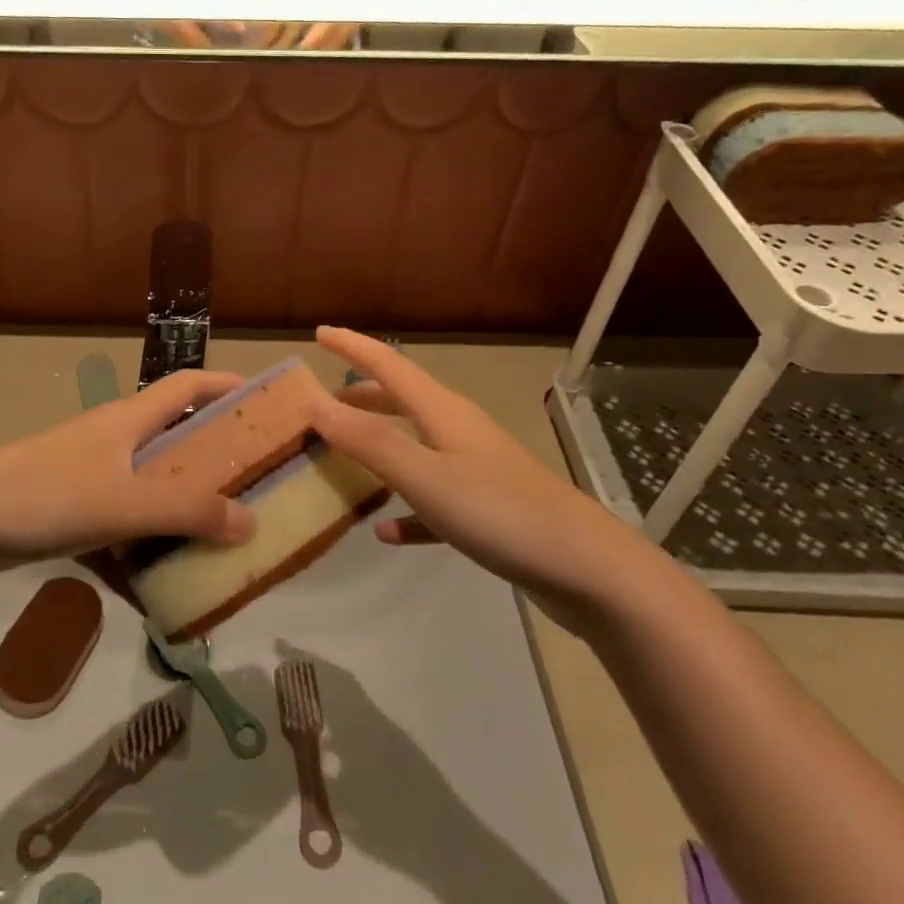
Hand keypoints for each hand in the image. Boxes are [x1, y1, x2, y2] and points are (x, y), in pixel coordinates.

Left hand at [0, 369, 255, 584]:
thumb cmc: (44, 496)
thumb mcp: (124, 501)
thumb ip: (188, 511)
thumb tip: (252, 523)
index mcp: (130, 420)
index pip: (190, 385)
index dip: (230, 386)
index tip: (270, 406)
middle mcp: (113, 441)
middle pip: (176, 439)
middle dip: (216, 461)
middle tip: (257, 490)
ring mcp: (88, 478)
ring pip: (149, 489)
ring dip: (180, 512)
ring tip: (219, 544)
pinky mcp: (67, 514)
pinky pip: (119, 529)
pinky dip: (140, 553)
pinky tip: (158, 593)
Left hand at [262, 0, 385, 50]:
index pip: (291, 12)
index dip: (274, 28)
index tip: (259, 37)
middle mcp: (333, 6)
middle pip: (305, 37)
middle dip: (287, 48)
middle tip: (269, 56)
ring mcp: (347, 18)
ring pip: (322, 46)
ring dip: (304, 54)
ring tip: (285, 62)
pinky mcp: (357, 24)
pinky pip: (337, 44)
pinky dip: (322, 51)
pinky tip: (311, 58)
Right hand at [307, 327, 660, 628]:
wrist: (587, 569)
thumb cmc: (500, 513)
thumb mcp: (426, 476)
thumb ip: (370, 442)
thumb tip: (316, 404)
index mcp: (443, 412)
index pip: (389, 366)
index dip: (353, 347)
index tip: (319, 333)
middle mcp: (458, 431)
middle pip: (402, 400)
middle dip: (363, 395)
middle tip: (324, 400)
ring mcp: (476, 469)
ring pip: (415, 445)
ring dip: (379, 444)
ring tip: (344, 454)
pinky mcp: (486, 509)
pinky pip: (432, 499)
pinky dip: (405, 508)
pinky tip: (386, 531)